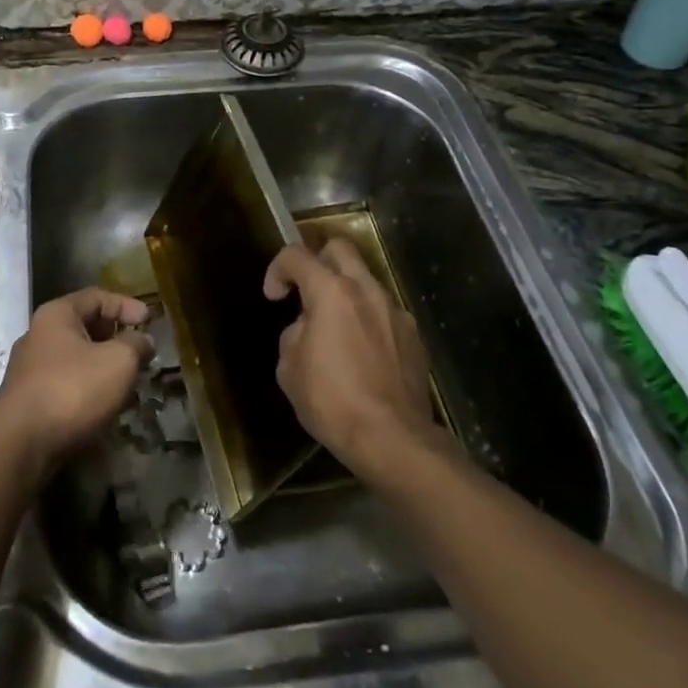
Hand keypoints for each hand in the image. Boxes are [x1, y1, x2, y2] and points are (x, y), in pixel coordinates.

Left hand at [0, 288, 152, 475]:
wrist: (21, 445)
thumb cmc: (72, 390)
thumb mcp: (118, 361)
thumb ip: (136, 345)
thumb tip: (144, 340)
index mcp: (57, 315)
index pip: (97, 297)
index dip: (126, 305)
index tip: (150, 320)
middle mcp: (39, 335)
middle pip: (85, 326)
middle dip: (116, 337)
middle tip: (141, 351)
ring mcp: (31, 369)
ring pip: (78, 358)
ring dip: (105, 366)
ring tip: (130, 380)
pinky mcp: (30, 400)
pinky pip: (68, 383)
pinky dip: (90, 387)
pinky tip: (107, 404)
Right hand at [266, 239, 433, 473]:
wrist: (393, 439)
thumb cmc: (332, 401)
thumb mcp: (289, 368)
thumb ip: (295, 334)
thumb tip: (307, 328)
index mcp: (331, 292)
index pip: (296, 255)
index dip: (277, 269)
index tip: (274, 297)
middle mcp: (366, 290)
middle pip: (339, 248)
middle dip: (317, 261)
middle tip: (306, 292)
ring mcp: (395, 311)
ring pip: (365, 280)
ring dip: (345, 293)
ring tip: (335, 329)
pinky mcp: (413, 335)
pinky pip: (383, 312)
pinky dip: (367, 319)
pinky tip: (362, 353)